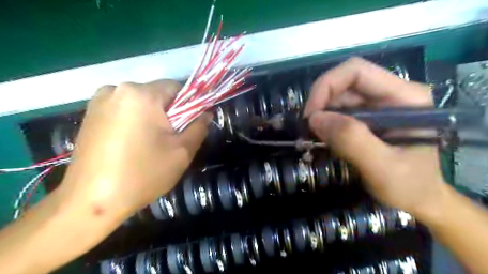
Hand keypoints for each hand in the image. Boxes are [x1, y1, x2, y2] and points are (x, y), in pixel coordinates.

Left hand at [58, 79, 209, 222]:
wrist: (91, 202)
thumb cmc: (143, 174)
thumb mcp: (182, 152)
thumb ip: (199, 127)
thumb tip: (206, 112)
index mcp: (141, 94)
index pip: (176, 87)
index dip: (189, 105)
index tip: (189, 126)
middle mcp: (117, 89)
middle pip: (157, 95)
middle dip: (169, 113)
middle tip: (171, 139)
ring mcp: (99, 101)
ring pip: (141, 103)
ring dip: (152, 118)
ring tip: (150, 144)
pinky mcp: (89, 114)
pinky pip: (124, 110)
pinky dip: (135, 121)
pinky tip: (132, 144)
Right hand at [303, 57, 449, 219]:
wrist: (420, 201)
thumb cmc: (410, 187)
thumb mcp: (383, 168)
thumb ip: (352, 141)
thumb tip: (315, 118)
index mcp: (404, 97)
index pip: (357, 71)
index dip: (327, 86)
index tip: (310, 115)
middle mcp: (389, 94)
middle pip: (343, 83)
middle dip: (320, 103)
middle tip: (307, 130)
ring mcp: (376, 106)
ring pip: (337, 98)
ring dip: (320, 115)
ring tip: (312, 137)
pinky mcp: (366, 118)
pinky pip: (337, 112)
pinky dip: (324, 123)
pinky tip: (321, 138)